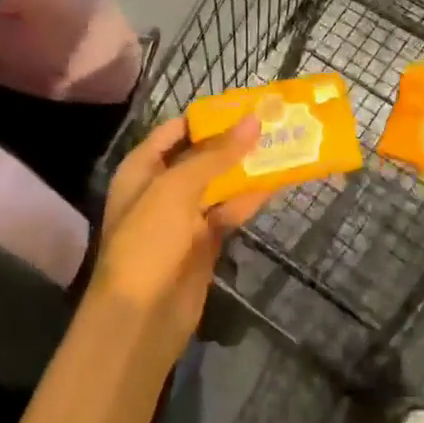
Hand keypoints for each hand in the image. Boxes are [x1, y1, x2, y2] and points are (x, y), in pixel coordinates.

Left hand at [91, 116, 268, 353]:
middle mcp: (162, 188)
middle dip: (234, 141)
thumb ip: (216, 154)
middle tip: (272, 121)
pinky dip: (250, 199)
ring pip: (220, 183)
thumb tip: (253, 121)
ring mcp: (183, 217)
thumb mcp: (177, 188)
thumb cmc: (148, 242)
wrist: (140, 318)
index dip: (208, 117)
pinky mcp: (204, 242)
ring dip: (247, 168)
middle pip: (201, 155)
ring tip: (283, 144)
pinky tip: (277, 183)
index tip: (245, 104)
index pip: (175, 131)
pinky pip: (229, 211)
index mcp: (142, 169)